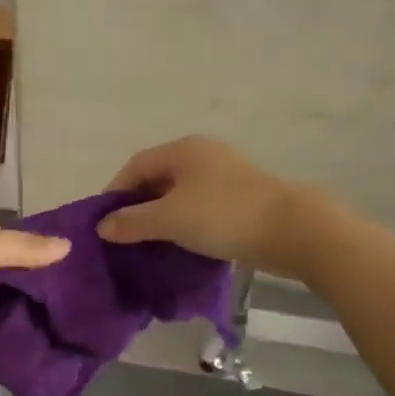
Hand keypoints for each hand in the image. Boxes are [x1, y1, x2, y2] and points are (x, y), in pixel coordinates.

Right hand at [97, 137, 313, 274]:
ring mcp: (225, 176)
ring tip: (148, 244)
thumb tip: (102, 227)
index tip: (103, 222)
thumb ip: (132, 221)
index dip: (115, 192)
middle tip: (123, 236)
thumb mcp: (170, 219)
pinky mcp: (242, 199)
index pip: (136, 165)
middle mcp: (203, 156)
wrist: (292, 230)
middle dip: (137, 206)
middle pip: (158, 178)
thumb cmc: (223, 215)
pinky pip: (200, 208)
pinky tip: (180, 245)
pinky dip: (185, 224)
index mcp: (184, 150)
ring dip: (161, 218)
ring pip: (180, 195)